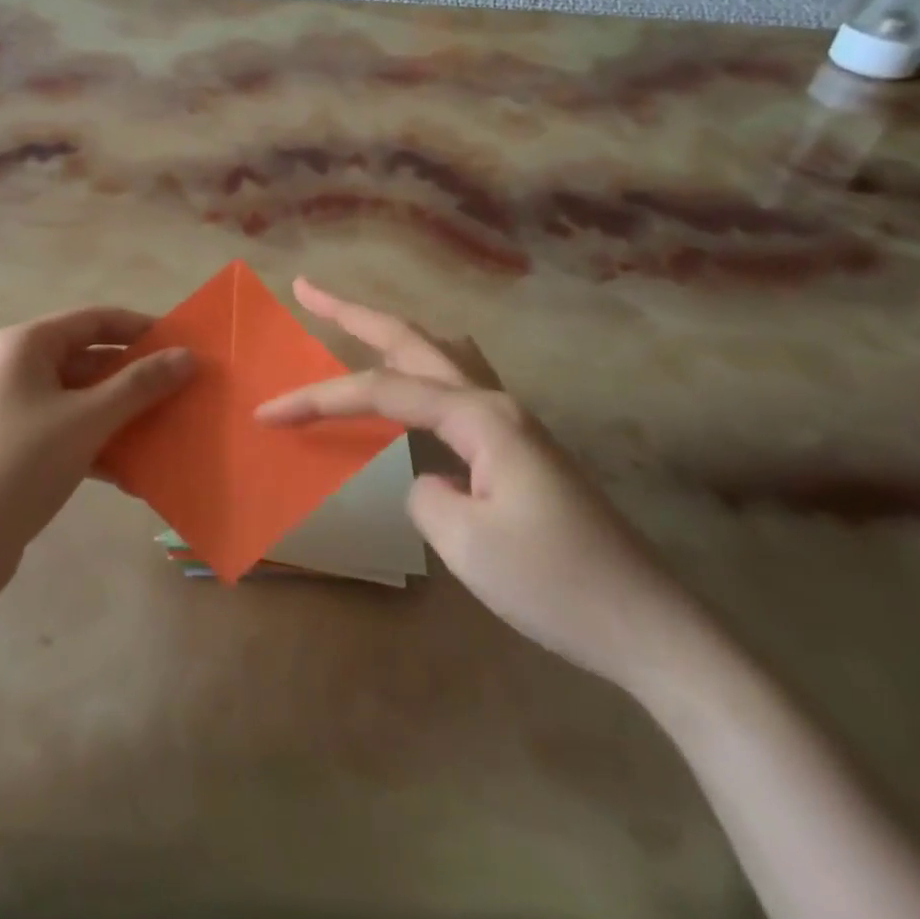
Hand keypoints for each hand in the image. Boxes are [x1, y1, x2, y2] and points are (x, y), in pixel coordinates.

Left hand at [0, 308, 193, 600]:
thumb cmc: (21, 465)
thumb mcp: (87, 420)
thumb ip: (140, 385)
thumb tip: (188, 356)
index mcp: (26, 344)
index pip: (94, 319)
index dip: (141, 329)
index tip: (183, 346)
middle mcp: (15, 366)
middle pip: (89, 359)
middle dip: (135, 378)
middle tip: (183, 392)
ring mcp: (13, 407)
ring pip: (80, 398)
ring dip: (121, 414)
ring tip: (167, 431)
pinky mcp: (14, 445)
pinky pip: (67, 430)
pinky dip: (98, 443)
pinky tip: (132, 472)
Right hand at [257, 279, 701, 693]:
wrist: (651, 630)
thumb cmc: (557, 584)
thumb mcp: (467, 542)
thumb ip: (423, 493)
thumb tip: (426, 479)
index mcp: (480, 416)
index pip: (381, 390)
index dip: (318, 398)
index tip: (268, 414)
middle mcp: (495, 403)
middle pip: (413, 340)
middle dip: (354, 313)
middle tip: (307, 288)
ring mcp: (512, 424)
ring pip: (441, 354)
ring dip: (391, 334)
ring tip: (351, 325)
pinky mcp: (520, 450)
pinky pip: (455, 388)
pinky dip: (419, 371)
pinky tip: (411, 391)